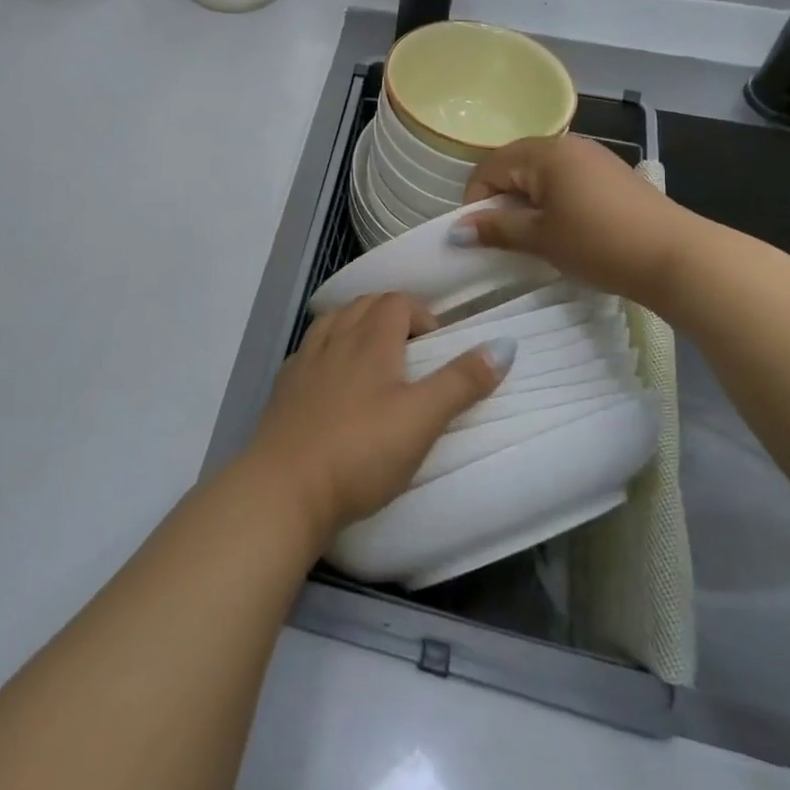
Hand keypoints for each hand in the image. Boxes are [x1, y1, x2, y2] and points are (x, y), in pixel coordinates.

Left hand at [243, 293, 514, 547]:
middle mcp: (335, 339)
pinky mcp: (284, 387)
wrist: (285, 487)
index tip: (436, 347)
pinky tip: (332, 379)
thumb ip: (462, 382)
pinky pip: (309, 350)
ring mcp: (304, 361)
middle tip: (412, 352)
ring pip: (334, 321)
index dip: (421, 313)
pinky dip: (328, 350)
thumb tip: (504, 344)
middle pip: (364, 305)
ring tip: (374, 357)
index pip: (396, 301)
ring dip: (357, 326)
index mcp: (370, 340)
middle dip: (392, 315)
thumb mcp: (422, 420)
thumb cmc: (361, 452)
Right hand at [461, 135, 689, 297]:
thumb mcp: (540, 238)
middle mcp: (566, 145)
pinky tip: (566, 230)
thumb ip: (496, 229)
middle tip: (506, 238)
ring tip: (536, 237)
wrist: (677, 257)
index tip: (481, 237)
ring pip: (541, 174)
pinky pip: (566, 180)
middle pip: (514, 165)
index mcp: (543, 152)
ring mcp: (593, 157)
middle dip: (501, 200)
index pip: (489, 168)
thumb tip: (456, 231)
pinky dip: (554, 201)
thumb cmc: (599, 243)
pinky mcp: (612, 174)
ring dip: (528, 202)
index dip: (476, 201)